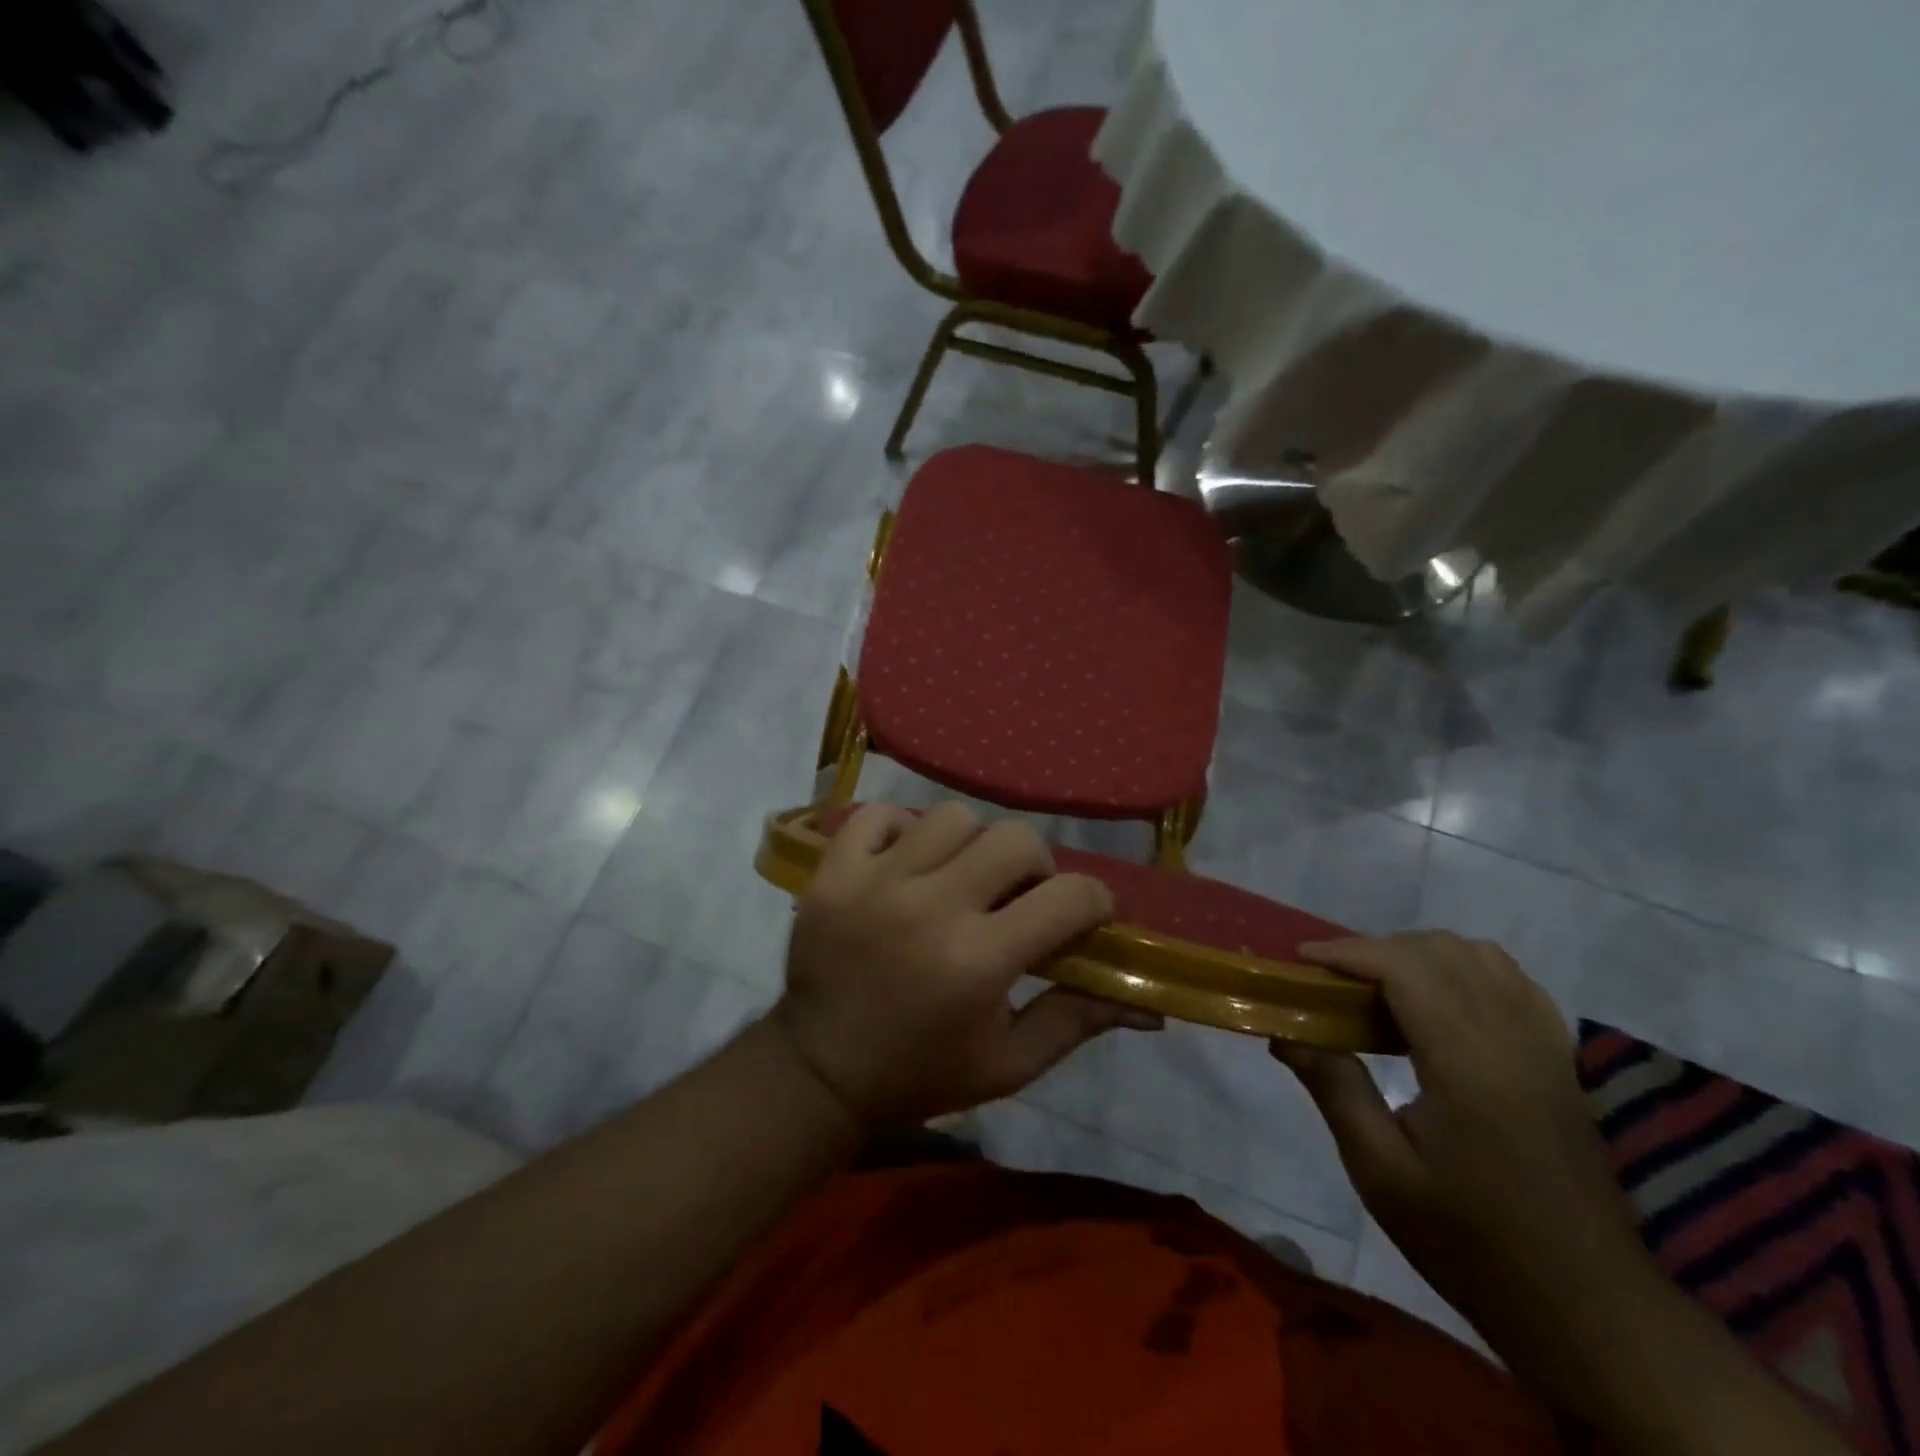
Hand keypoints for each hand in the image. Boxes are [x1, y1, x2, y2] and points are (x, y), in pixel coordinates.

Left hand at [774, 802, 1161, 1128]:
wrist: (818, 1073)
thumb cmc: (922, 1074)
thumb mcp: (1009, 1064)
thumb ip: (1077, 1020)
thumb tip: (1149, 1002)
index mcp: (978, 962)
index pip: (1070, 896)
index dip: (1093, 903)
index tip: (1081, 917)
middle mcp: (929, 908)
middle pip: (1014, 839)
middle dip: (1034, 867)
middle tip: (1017, 898)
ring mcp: (873, 882)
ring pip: (951, 817)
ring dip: (970, 846)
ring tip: (958, 879)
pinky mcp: (831, 872)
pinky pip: (878, 815)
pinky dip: (900, 830)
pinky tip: (905, 864)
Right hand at [1272, 933, 1649, 1345]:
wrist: (1587, 1308)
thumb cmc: (1471, 1242)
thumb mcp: (1381, 1172)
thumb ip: (1334, 1087)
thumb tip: (1283, 1030)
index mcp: (1468, 1062)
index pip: (1403, 966)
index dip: (1346, 951)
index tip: (1299, 961)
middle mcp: (1512, 1037)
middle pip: (1439, 950)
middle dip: (1375, 950)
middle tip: (1331, 984)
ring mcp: (1546, 1046)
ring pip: (1479, 956)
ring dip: (1420, 956)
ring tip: (1380, 991)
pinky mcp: (1561, 1061)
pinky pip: (1512, 981)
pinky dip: (1464, 970)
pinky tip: (1438, 1005)